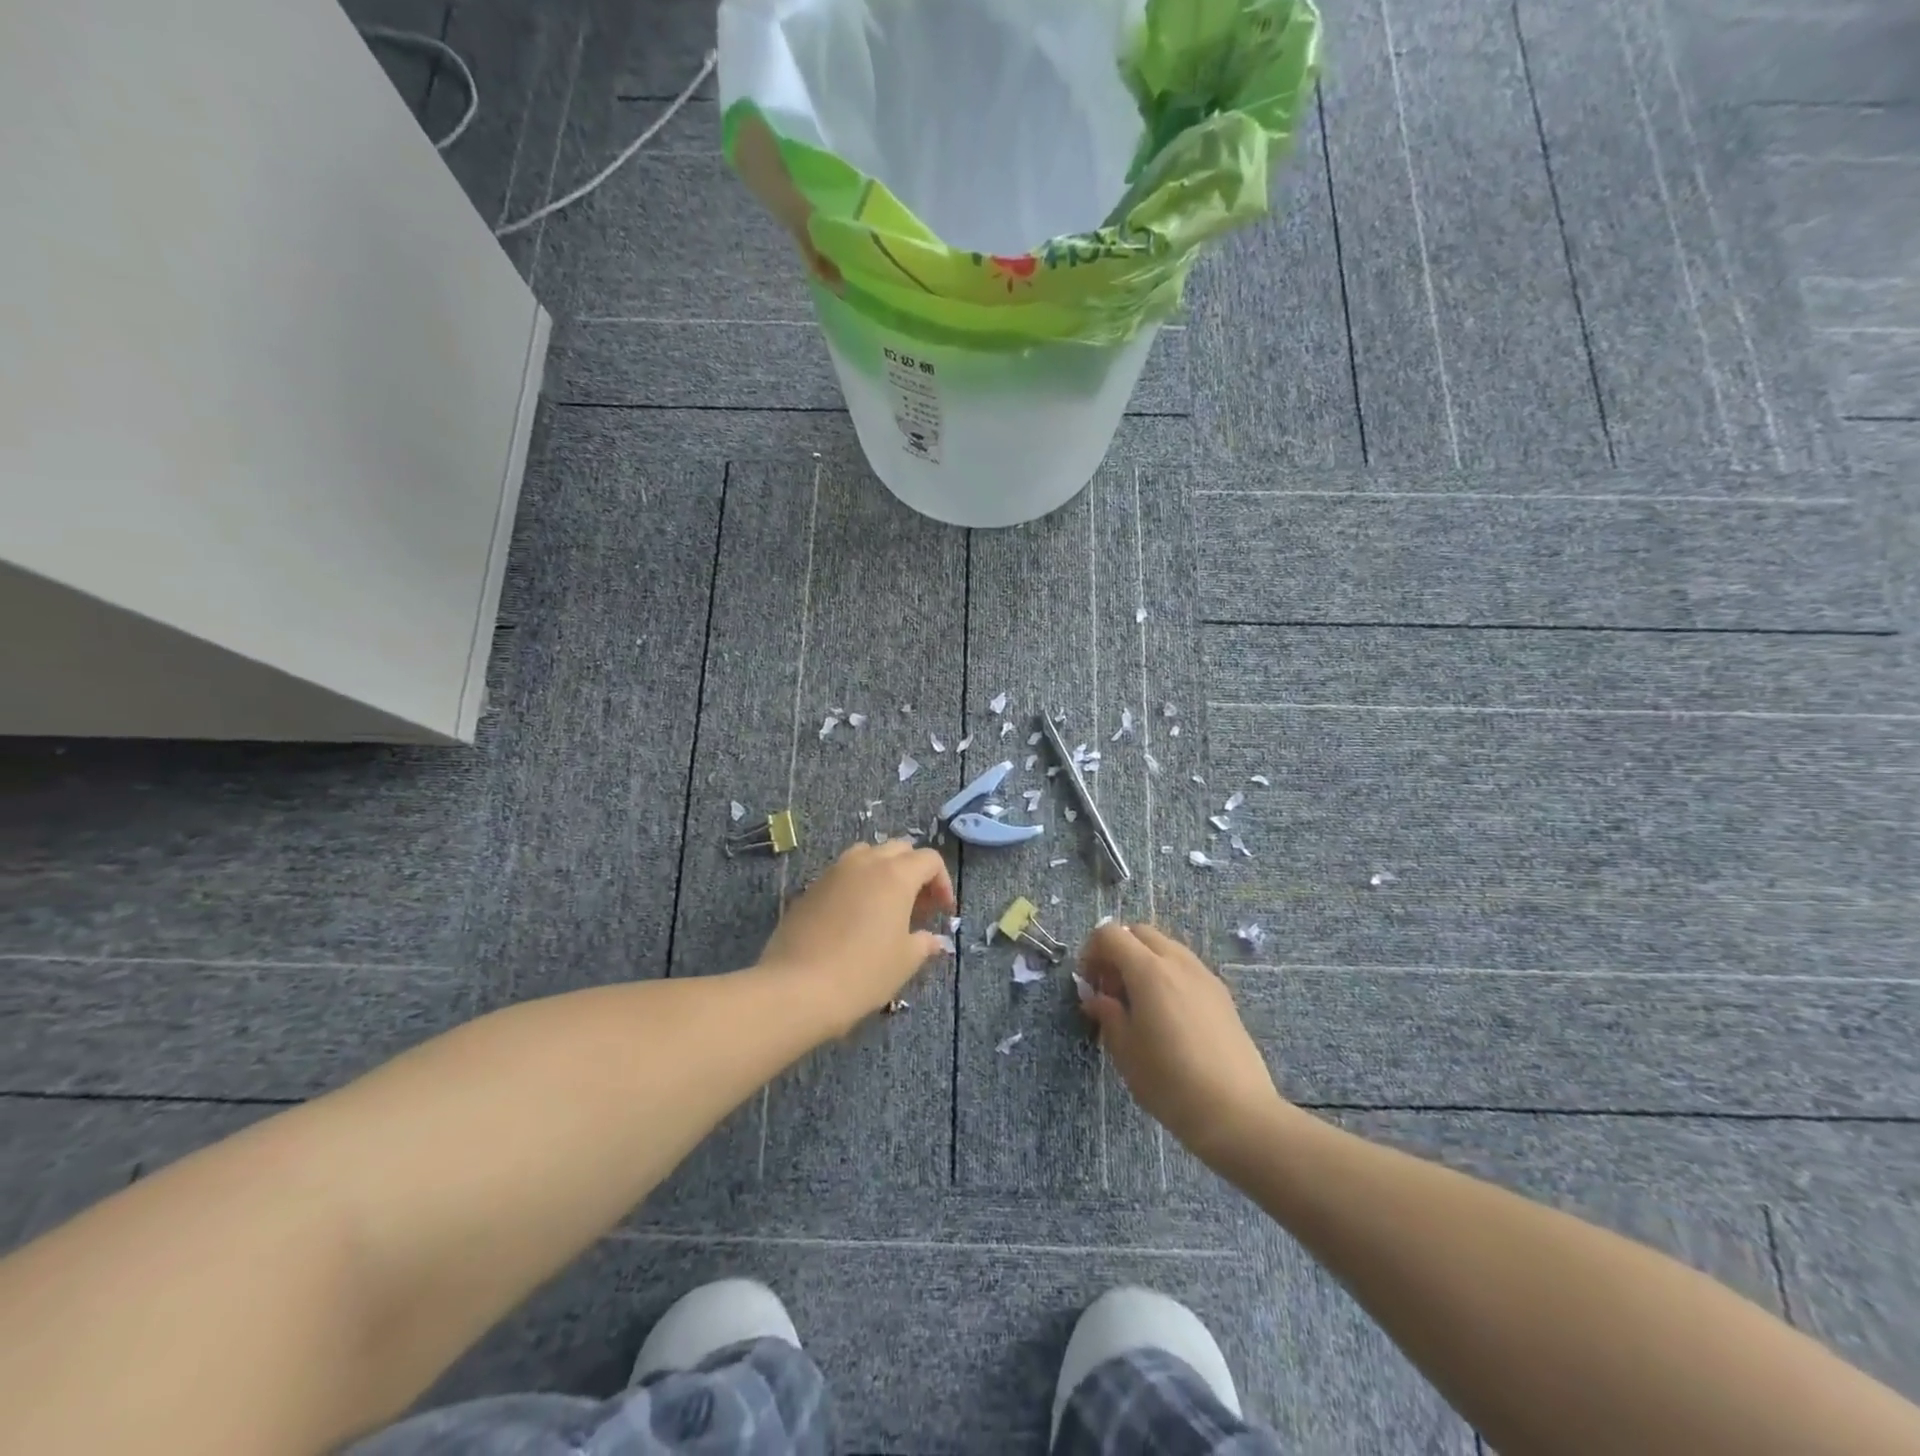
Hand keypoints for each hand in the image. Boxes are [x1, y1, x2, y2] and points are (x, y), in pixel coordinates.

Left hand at [757, 840, 955, 1034]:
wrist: (796, 988)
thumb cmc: (862, 973)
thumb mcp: (904, 962)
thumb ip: (923, 943)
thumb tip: (934, 940)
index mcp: (895, 875)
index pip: (929, 860)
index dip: (942, 882)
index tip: (943, 912)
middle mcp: (865, 863)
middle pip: (899, 849)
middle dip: (914, 872)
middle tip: (918, 906)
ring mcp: (833, 873)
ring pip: (867, 855)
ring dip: (883, 871)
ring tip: (886, 906)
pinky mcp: (810, 889)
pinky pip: (842, 874)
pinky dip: (856, 885)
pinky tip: (854, 918)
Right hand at [1077, 923, 1286, 1166]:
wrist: (1237, 1112)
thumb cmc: (1170, 1082)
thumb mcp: (1125, 1051)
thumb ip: (1108, 1015)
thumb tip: (1097, 999)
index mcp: (1148, 970)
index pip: (1110, 934)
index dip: (1091, 951)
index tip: (1089, 984)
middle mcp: (1177, 961)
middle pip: (1139, 933)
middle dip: (1118, 951)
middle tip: (1111, 990)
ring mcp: (1204, 975)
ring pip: (1165, 947)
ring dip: (1143, 961)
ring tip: (1139, 1004)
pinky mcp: (1222, 994)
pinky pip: (1186, 966)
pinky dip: (1167, 974)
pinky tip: (1167, 1015)